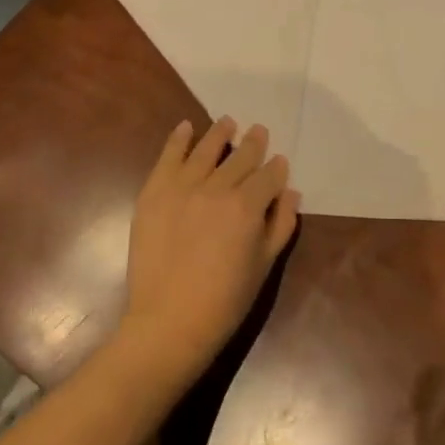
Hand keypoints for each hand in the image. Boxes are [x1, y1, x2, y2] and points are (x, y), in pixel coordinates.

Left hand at [117, 117, 299, 393]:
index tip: (279, 163)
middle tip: (258, 132)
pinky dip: (178, 139)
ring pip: (206, 149)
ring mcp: (182, 187)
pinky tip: (186, 127)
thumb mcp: (264, 265)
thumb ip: (281, 224)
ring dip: (220, 134)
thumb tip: (290, 192)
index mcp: (248, 206)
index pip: (268, 176)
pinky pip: (169, 157)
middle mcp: (217, 188)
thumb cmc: (225, 300)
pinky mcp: (154, 192)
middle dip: (253, 144)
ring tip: (228, 122)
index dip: (277, 168)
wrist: (169, 322)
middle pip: (241, 157)